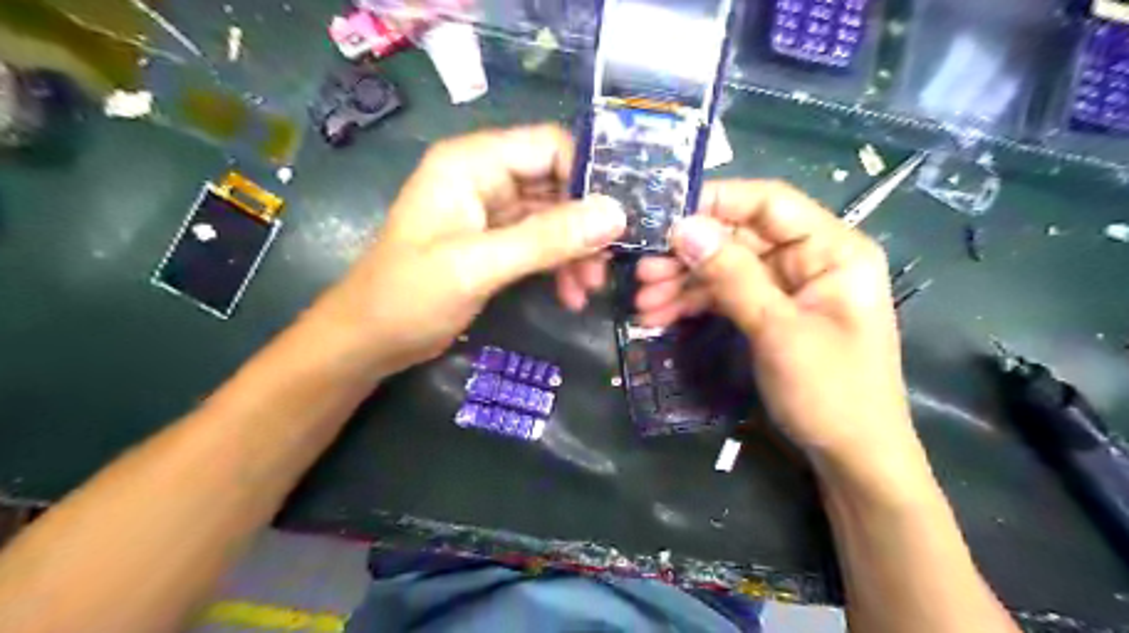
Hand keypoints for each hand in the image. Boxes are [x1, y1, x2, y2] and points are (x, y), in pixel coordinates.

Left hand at [307, 126, 626, 378]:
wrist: (370, 340)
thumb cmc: (408, 296)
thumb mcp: (478, 266)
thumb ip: (546, 239)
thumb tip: (615, 215)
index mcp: (471, 163)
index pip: (548, 146)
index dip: (587, 177)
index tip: (617, 219)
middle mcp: (484, 178)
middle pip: (556, 183)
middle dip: (585, 224)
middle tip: (607, 264)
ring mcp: (491, 212)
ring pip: (553, 217)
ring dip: (576, 250)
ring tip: (589, 288)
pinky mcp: (496, 243)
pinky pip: (541, 243)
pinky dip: (559, 265)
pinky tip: (571, 294)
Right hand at [644, 177, 914, 473]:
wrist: (852, 457)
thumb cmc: (831, 393)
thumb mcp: (778, 331)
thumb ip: (731, 275)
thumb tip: (683, 227)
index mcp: (833, 248)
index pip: (769, 202)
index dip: (715, 202)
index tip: (663, 216)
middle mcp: (810, 258)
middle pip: (740, 237)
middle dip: (689, 254)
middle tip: (643, 272)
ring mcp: (788, 286)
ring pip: (726, 267)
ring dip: (684, 282)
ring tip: (643, 303)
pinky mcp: (770, 311)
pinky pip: (727, 294)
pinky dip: (695, 303)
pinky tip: (660, 315)